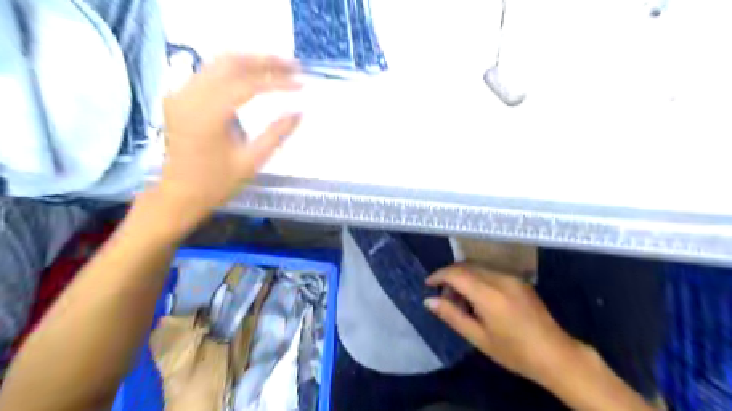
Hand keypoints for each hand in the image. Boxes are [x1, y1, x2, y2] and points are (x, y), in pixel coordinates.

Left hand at [153, 55, 301, 232]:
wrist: (178, 194)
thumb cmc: (216, 184)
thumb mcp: (252, 162)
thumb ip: (277, 134)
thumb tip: (300, 112)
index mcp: (208, 115)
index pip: (248, 85)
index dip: (278, 81)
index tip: (301, 84)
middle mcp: (189, 96)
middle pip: (230, 62)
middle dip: (265, 60)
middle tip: (293, 66)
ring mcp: (180, 93)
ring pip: (218, 62)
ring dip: (251, 61)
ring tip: (278, 67)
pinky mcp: (179, 96)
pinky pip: (209, 72)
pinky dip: (235, 69)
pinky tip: (253, 75)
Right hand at [423, 263, 584, 385]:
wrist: (556, 355)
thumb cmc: (514, 352)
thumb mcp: (478, 338)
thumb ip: (452, 316)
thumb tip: (429, 301)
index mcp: (488, 294)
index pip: (456, 273)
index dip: (438, 275)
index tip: (428, 285)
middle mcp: (500, 278)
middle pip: (466, 266)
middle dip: (450, 276)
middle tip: (444, 298)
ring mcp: (512, 277)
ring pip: (477, 267)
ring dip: (463, 277)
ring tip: (461, 301)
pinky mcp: (519, 280)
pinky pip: (490, 271)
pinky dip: (477, 279)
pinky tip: (478, 299)